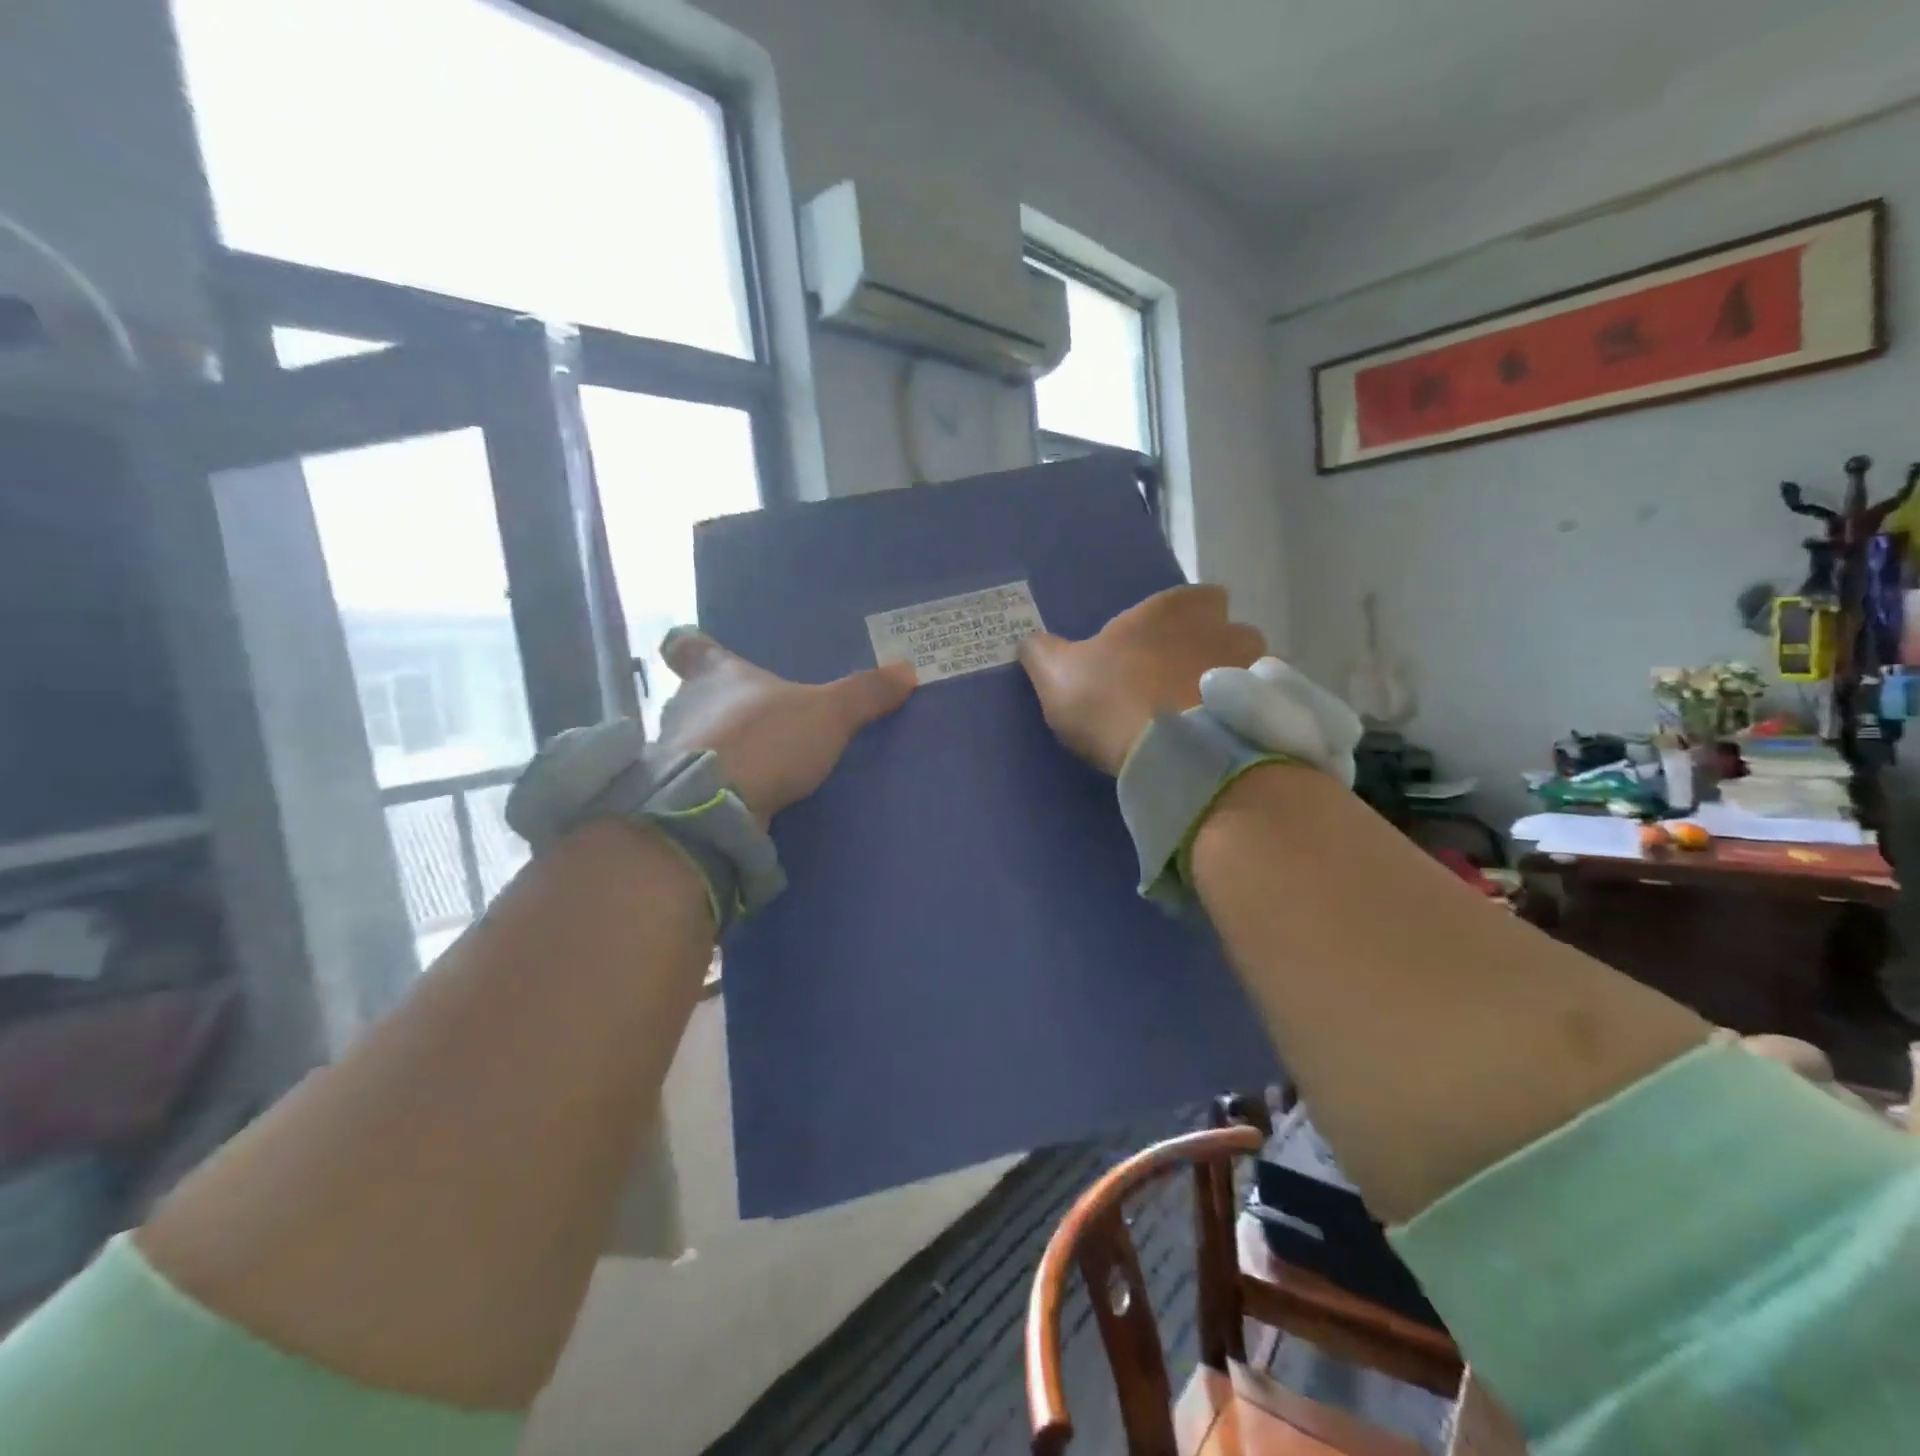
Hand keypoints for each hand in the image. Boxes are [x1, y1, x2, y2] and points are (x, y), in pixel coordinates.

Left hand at [657, 628, 915, 821]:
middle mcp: (684, 705)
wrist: (715, 807)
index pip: (685, 646)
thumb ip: (865, 693)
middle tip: (749, 713)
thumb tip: (907, 669)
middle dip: (715, 703)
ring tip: (751, 757)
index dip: (690, 645)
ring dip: (715, 744)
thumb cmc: (767, 739)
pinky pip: (698, 777)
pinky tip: (741, 794)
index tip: (692, 646)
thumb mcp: (828, 713)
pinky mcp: (677, 791)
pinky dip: (716, 781)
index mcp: (715, 674)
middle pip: (691, 695)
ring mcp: (673, 750)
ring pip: (692, 737)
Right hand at [1018, 585, 1264, 774]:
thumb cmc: (1111, 699)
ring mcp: (1253, 667)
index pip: (1194, 597)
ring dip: (1235, 685)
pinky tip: (1228, 740)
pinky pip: (1264, 707)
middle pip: (1228, 630)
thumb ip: (1042, 652)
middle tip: (1184, 683)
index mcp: (1173, 609)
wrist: (1170, 754)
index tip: (1163, 645)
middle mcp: (1222, 627)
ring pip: (1252, 667)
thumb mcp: (1057, 674)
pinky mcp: (1269, 711)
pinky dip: (1250, 718)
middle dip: (1214, 650)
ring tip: (1210, 718)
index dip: (1183, 619)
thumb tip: (1027, 640)